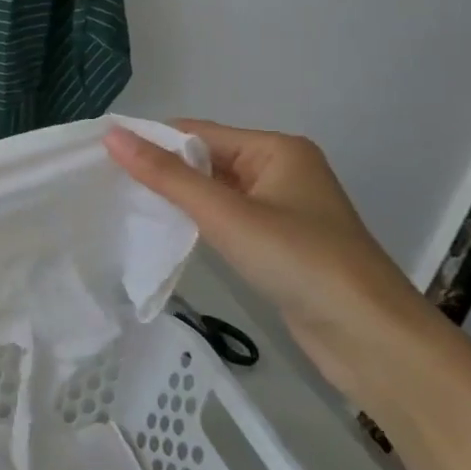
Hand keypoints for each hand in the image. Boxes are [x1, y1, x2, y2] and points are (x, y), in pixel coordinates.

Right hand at [105, 120, 453, 404]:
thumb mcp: (225, 214)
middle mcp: (280, 170)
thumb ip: (166, 176)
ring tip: (123, 205)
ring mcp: (281, 208)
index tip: (99, 155)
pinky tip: (165, 231)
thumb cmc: (299, 261)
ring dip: (176, 197)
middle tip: (104, 182)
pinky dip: (195, 221)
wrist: (371, 337)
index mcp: (276, 149)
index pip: (197, 132)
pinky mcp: (278, 242)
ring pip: (213, 191)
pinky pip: (225, 218)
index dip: (150, 141)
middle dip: (160, 170)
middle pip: (205, 159)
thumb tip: (112, 136)